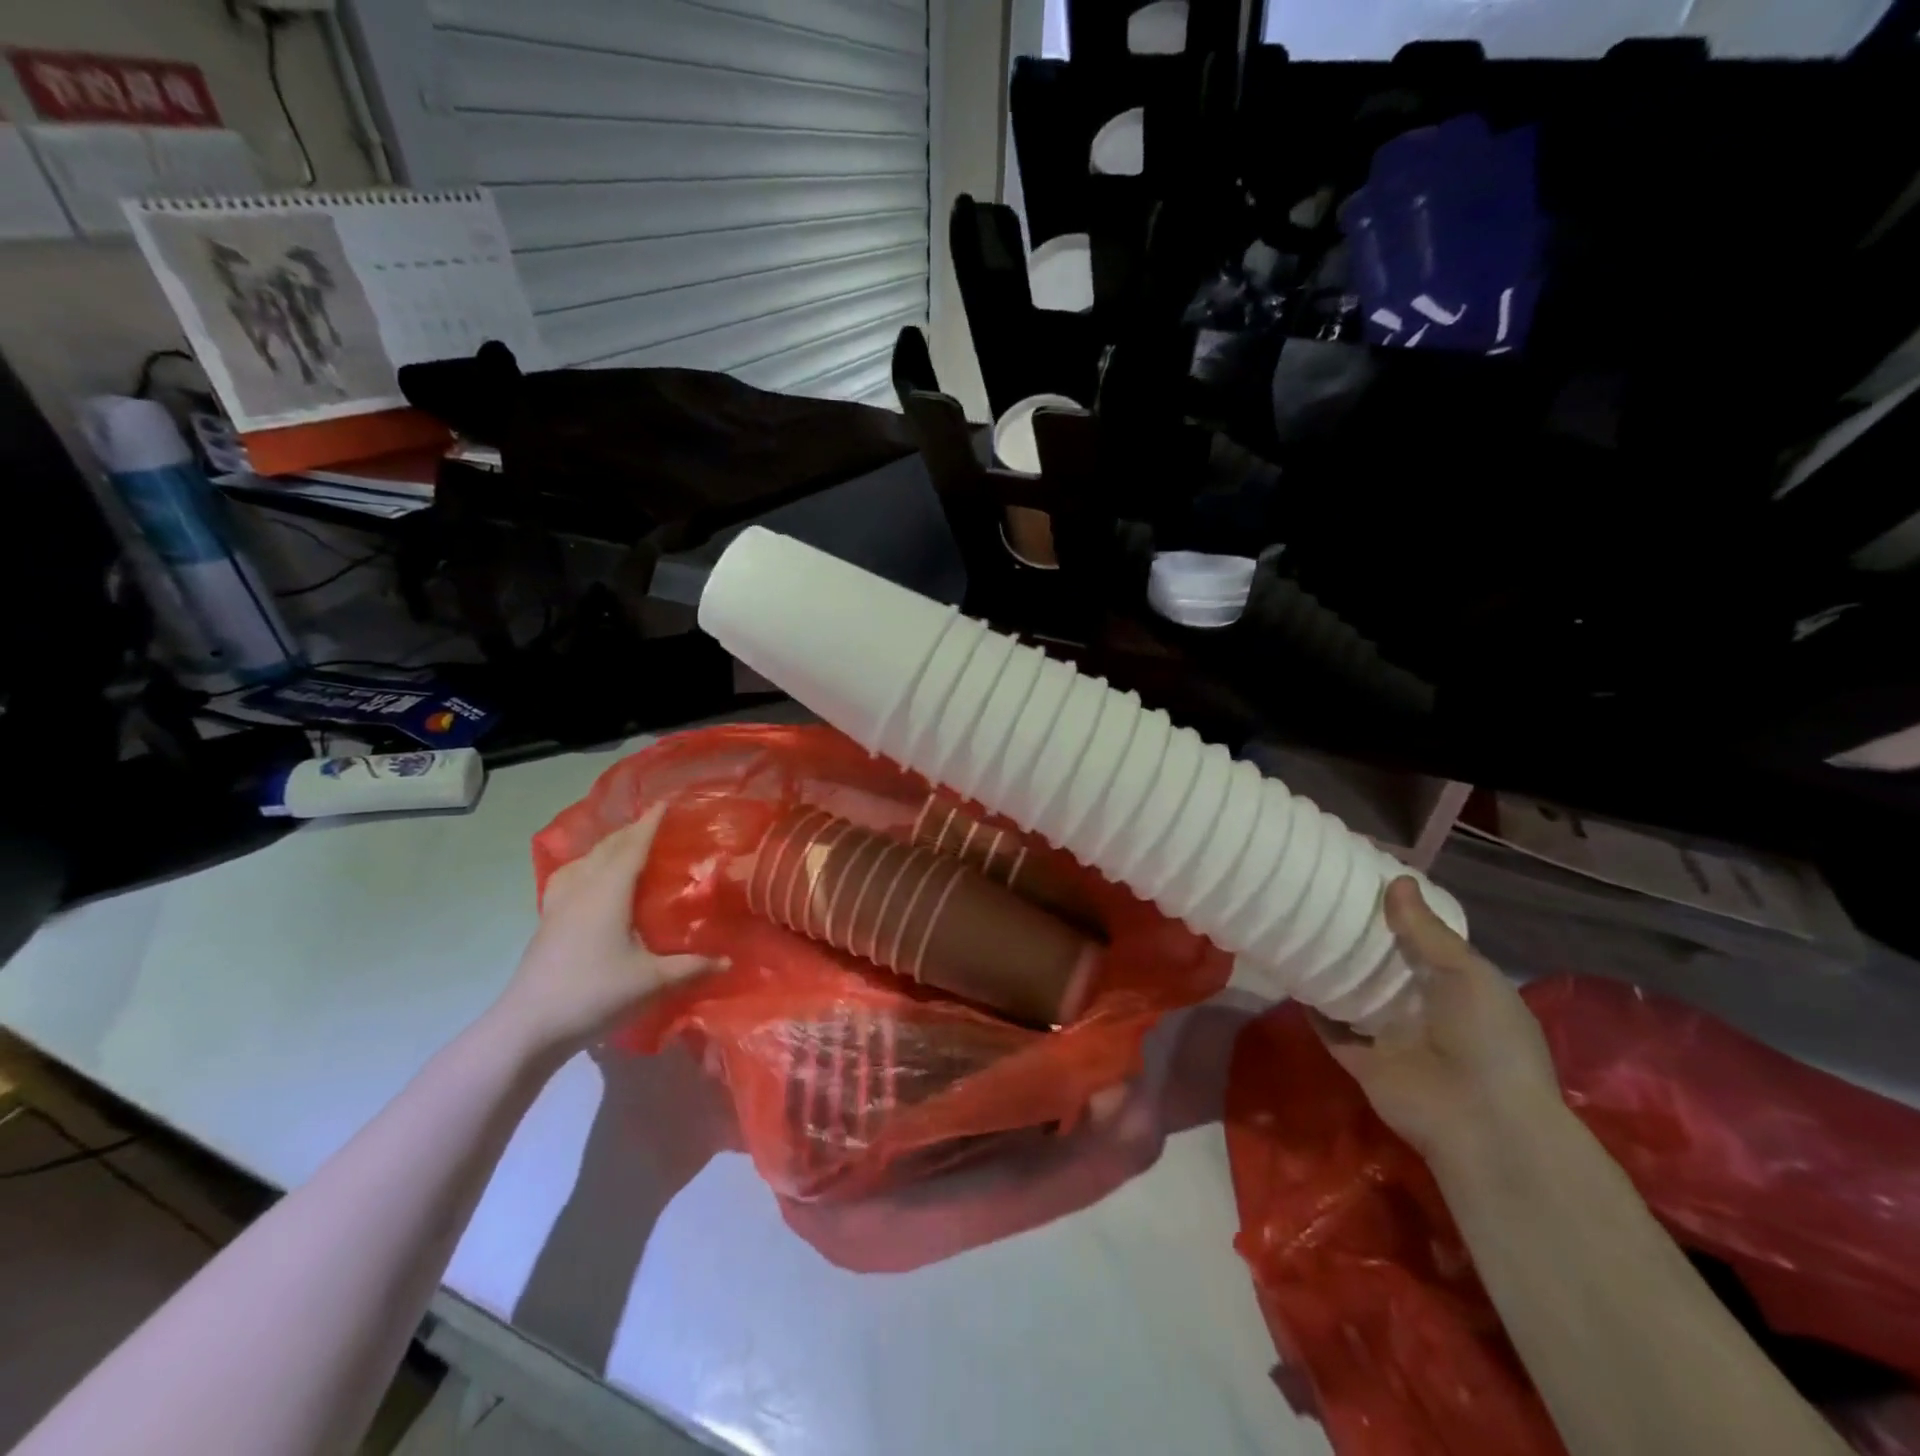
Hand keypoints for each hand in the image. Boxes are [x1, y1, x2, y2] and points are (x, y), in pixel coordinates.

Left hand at [495, 805, 720, 1056]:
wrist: (528, 1026)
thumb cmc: (594, 994)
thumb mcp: (652, 981)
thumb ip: (692, 967)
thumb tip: (730, 961)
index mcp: (609, 892)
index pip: (633, 847)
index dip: (650, 824)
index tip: (666, 803)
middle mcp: (583, 889)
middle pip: (607, 849)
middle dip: (631, 831)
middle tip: (654, 822)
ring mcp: (559, 905)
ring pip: (584, 861)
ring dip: (606, 847)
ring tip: (624, 845)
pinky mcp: (547, 922)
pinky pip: (568, 878)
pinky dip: (585, 866)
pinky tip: (590, 880)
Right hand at [1313, 878, 1562, 1166]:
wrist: (1480, 1122)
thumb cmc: (1488, 1040)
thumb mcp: (1469, 974)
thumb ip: (1427, 931)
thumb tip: (1396, 880)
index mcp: (1459, 990)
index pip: (1423, 944)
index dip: (1399, 916)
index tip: (1364, 883)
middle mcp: (1423, 1011)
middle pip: (1383, 967)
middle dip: (1358, 939)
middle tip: (1319, 899)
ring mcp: (1389, 1037)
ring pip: (1352, 994)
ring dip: (1332, 969)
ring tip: (1297, 926)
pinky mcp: (1359, 1060)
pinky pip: (1329, 1026)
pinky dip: (1311, 1005)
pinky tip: (1288, 971)